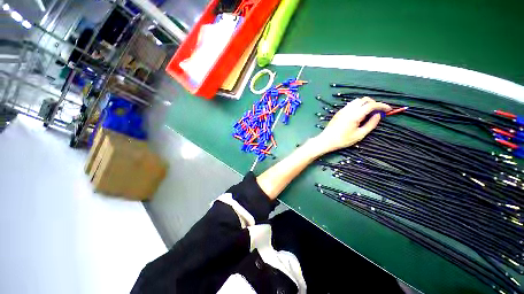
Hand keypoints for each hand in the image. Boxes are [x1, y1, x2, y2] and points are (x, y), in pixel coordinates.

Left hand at [314, 97, 390, 153]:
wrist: (326, 140)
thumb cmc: (343, 140)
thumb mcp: (359, 135)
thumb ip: (371, 124)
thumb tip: (378, 115)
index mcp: (355, 115)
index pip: (371, 105)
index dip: (382, 106)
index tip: (388, 109)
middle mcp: (348, 110)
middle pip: (364, 100)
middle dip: (374, 103)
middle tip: (378, 111)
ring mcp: (342, 110)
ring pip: (357, 101)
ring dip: (365, 103)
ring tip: (369, 112)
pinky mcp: (339, 112)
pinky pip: (350, 104)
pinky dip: (358, 105)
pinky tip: (359, 113)